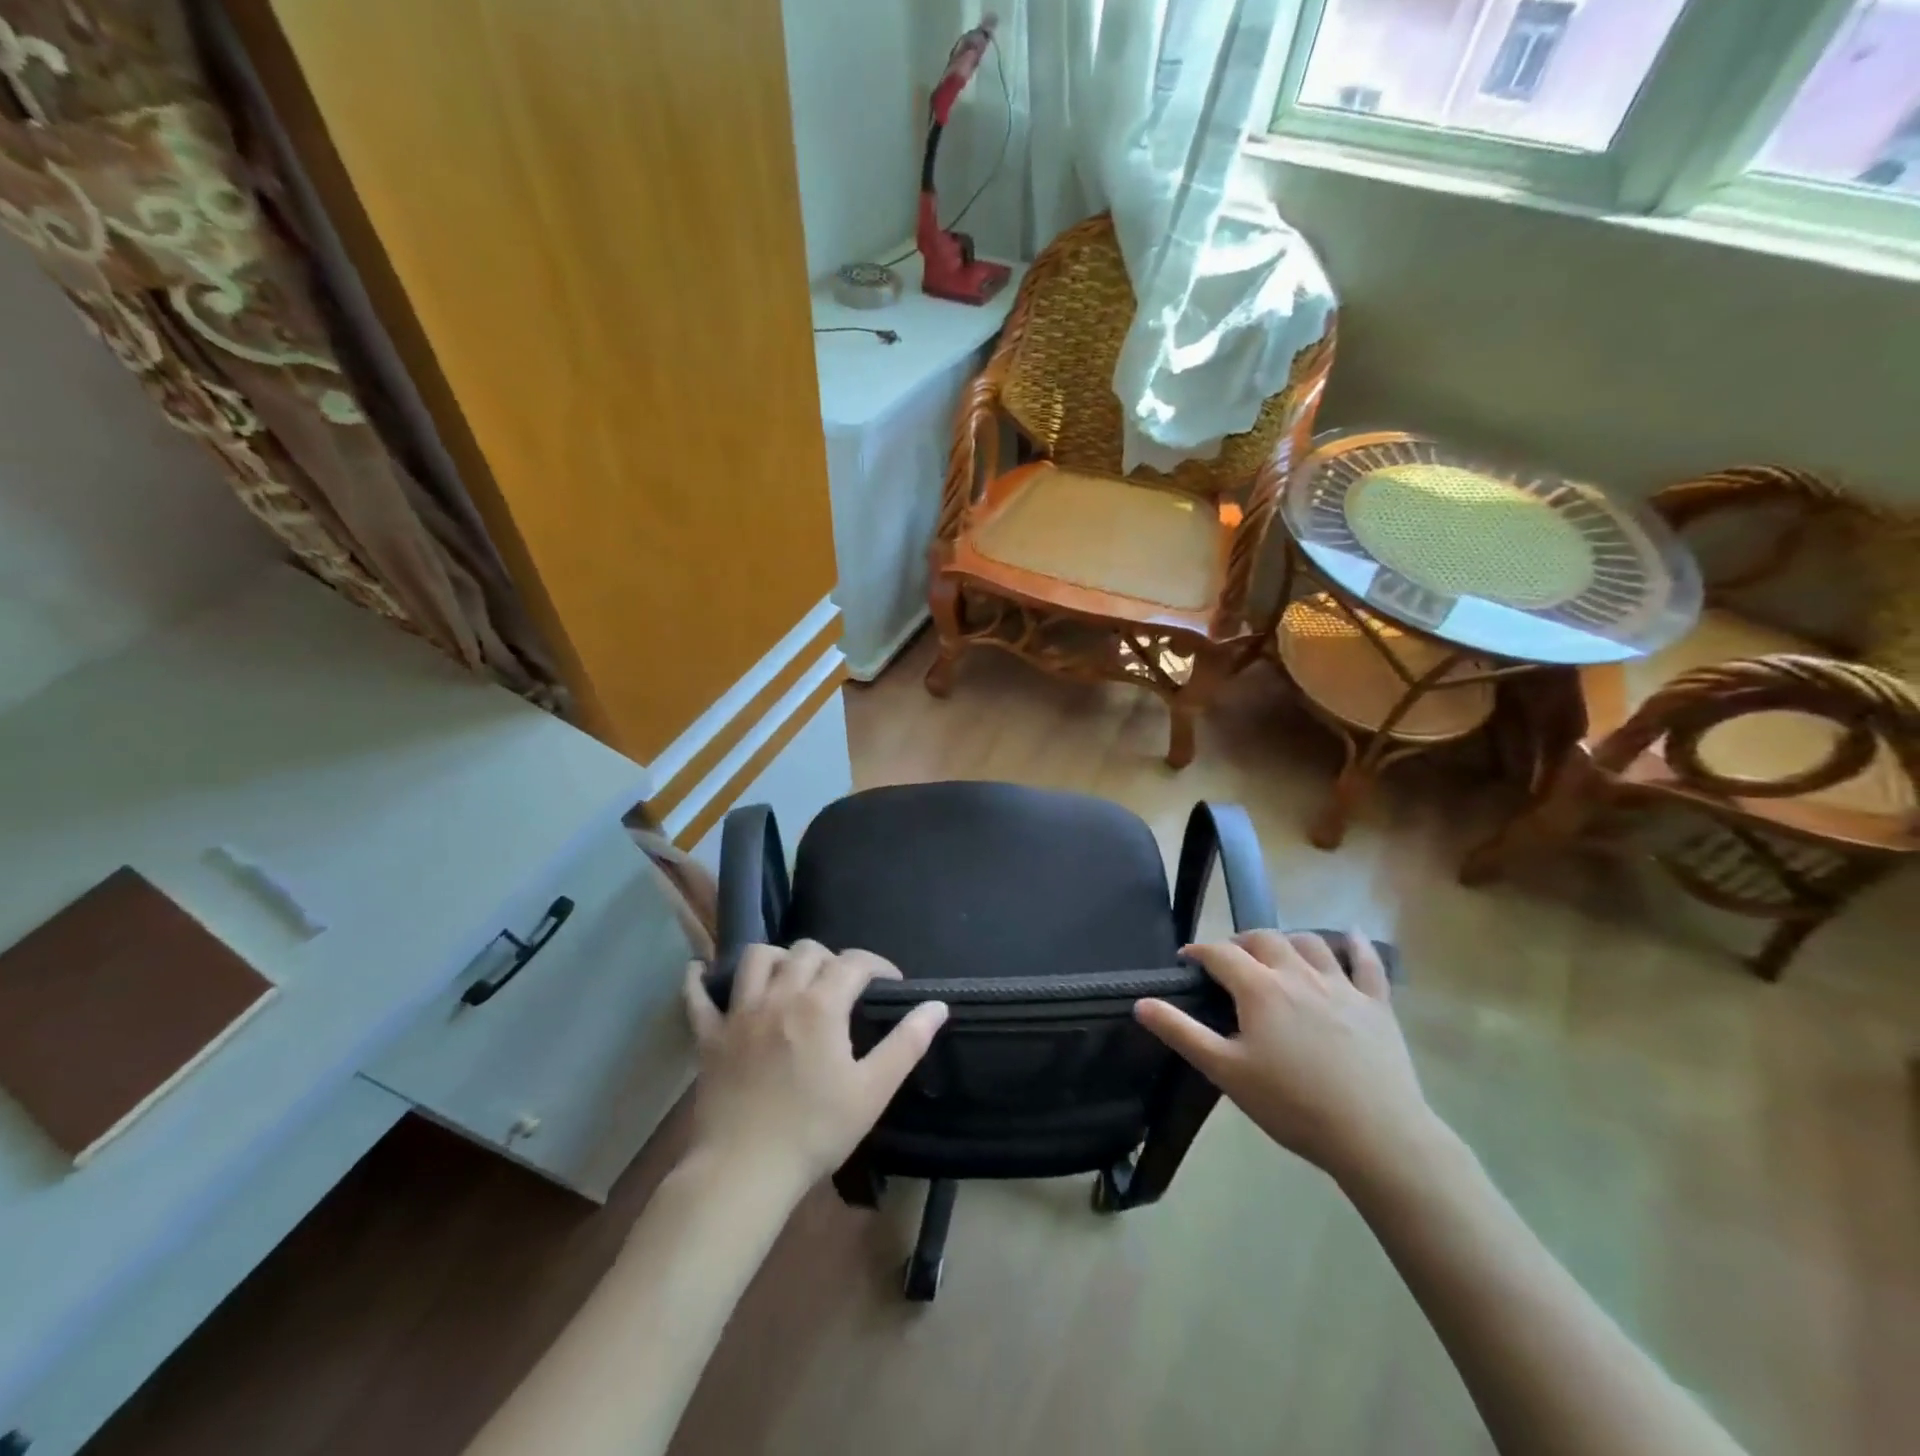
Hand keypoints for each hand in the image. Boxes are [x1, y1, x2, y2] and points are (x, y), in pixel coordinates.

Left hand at [682, 941, 947, 1197]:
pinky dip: (700, 979)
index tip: (890, 983)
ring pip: (757, 958)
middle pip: (807, 951)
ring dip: (778, 958)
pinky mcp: (708, 1037)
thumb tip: (937, 1006)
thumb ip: (907, 1043)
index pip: (855, 962)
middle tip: (843, 989)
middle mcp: (779, 995)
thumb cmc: (815, 1131)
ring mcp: (739, 1013)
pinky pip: (697, 996)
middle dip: (831, 960)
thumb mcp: (873, 1090)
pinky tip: (702, 972)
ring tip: (790, 978)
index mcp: (821, 1005)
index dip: (878, 966)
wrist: (744, 1172)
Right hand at [1135, 931, 1434, 1185]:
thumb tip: (1141, 1001)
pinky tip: (1352, 937)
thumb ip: (1181, 1032)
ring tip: (1278, 954)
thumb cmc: (1292, 1105)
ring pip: (1310, 942)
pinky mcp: (1377, 1004)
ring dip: (1288, 940)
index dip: (1198, 951)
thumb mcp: (1226, 1072)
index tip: (1186, 961)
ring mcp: (1342, 986)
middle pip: (1264, 939)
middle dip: (1241, 942)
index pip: (1220, 953)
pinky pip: (1366, 963)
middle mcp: (1298, 974)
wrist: (1376, 1136)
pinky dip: (1357, 945)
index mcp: (1260, 989)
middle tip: (1230, 961)